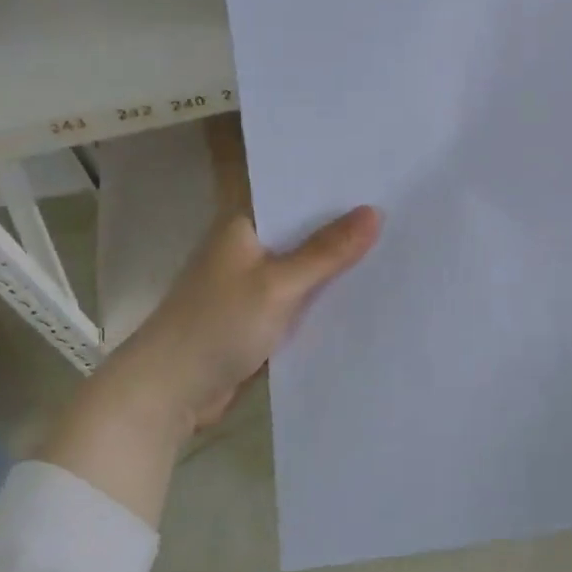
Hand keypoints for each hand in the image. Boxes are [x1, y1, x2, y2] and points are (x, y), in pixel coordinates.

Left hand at [41, 206, 379, 522]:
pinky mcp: (258, 319)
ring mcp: (252, 285)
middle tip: (403, 213)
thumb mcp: (278, 285)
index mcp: (243, 225)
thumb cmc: (216, 325)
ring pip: (304, 268)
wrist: (168, 393)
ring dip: (337, 266)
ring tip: (397, 248)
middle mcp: (248, 248)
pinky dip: (324, 298)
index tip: (383, 178)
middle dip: (345, 228)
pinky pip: (300, 300)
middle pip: (303, 231)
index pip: (295, 193)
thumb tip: (375, 211)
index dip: (335, 187)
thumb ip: (326, 252)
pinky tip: (365, 294)